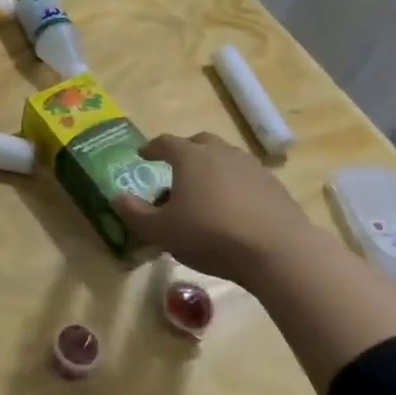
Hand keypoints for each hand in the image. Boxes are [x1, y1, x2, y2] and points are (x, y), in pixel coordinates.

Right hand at [110, 132, 320, 282]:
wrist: (278, 251)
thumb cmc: (211, 235)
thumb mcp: (161, 231)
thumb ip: (135, 213)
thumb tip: (116, 197)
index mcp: (190, 157)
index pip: (164, 143)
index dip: (151, 148)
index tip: (143, 156)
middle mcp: (220, 152)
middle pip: (199, 142)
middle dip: (185, 152)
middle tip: (176, 170)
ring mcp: (251, 166)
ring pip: (225, 158)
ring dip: (212, 168)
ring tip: (206, 190)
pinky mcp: (274, 186)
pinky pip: (246, 177)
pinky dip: (235, 185)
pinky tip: (234, 208)